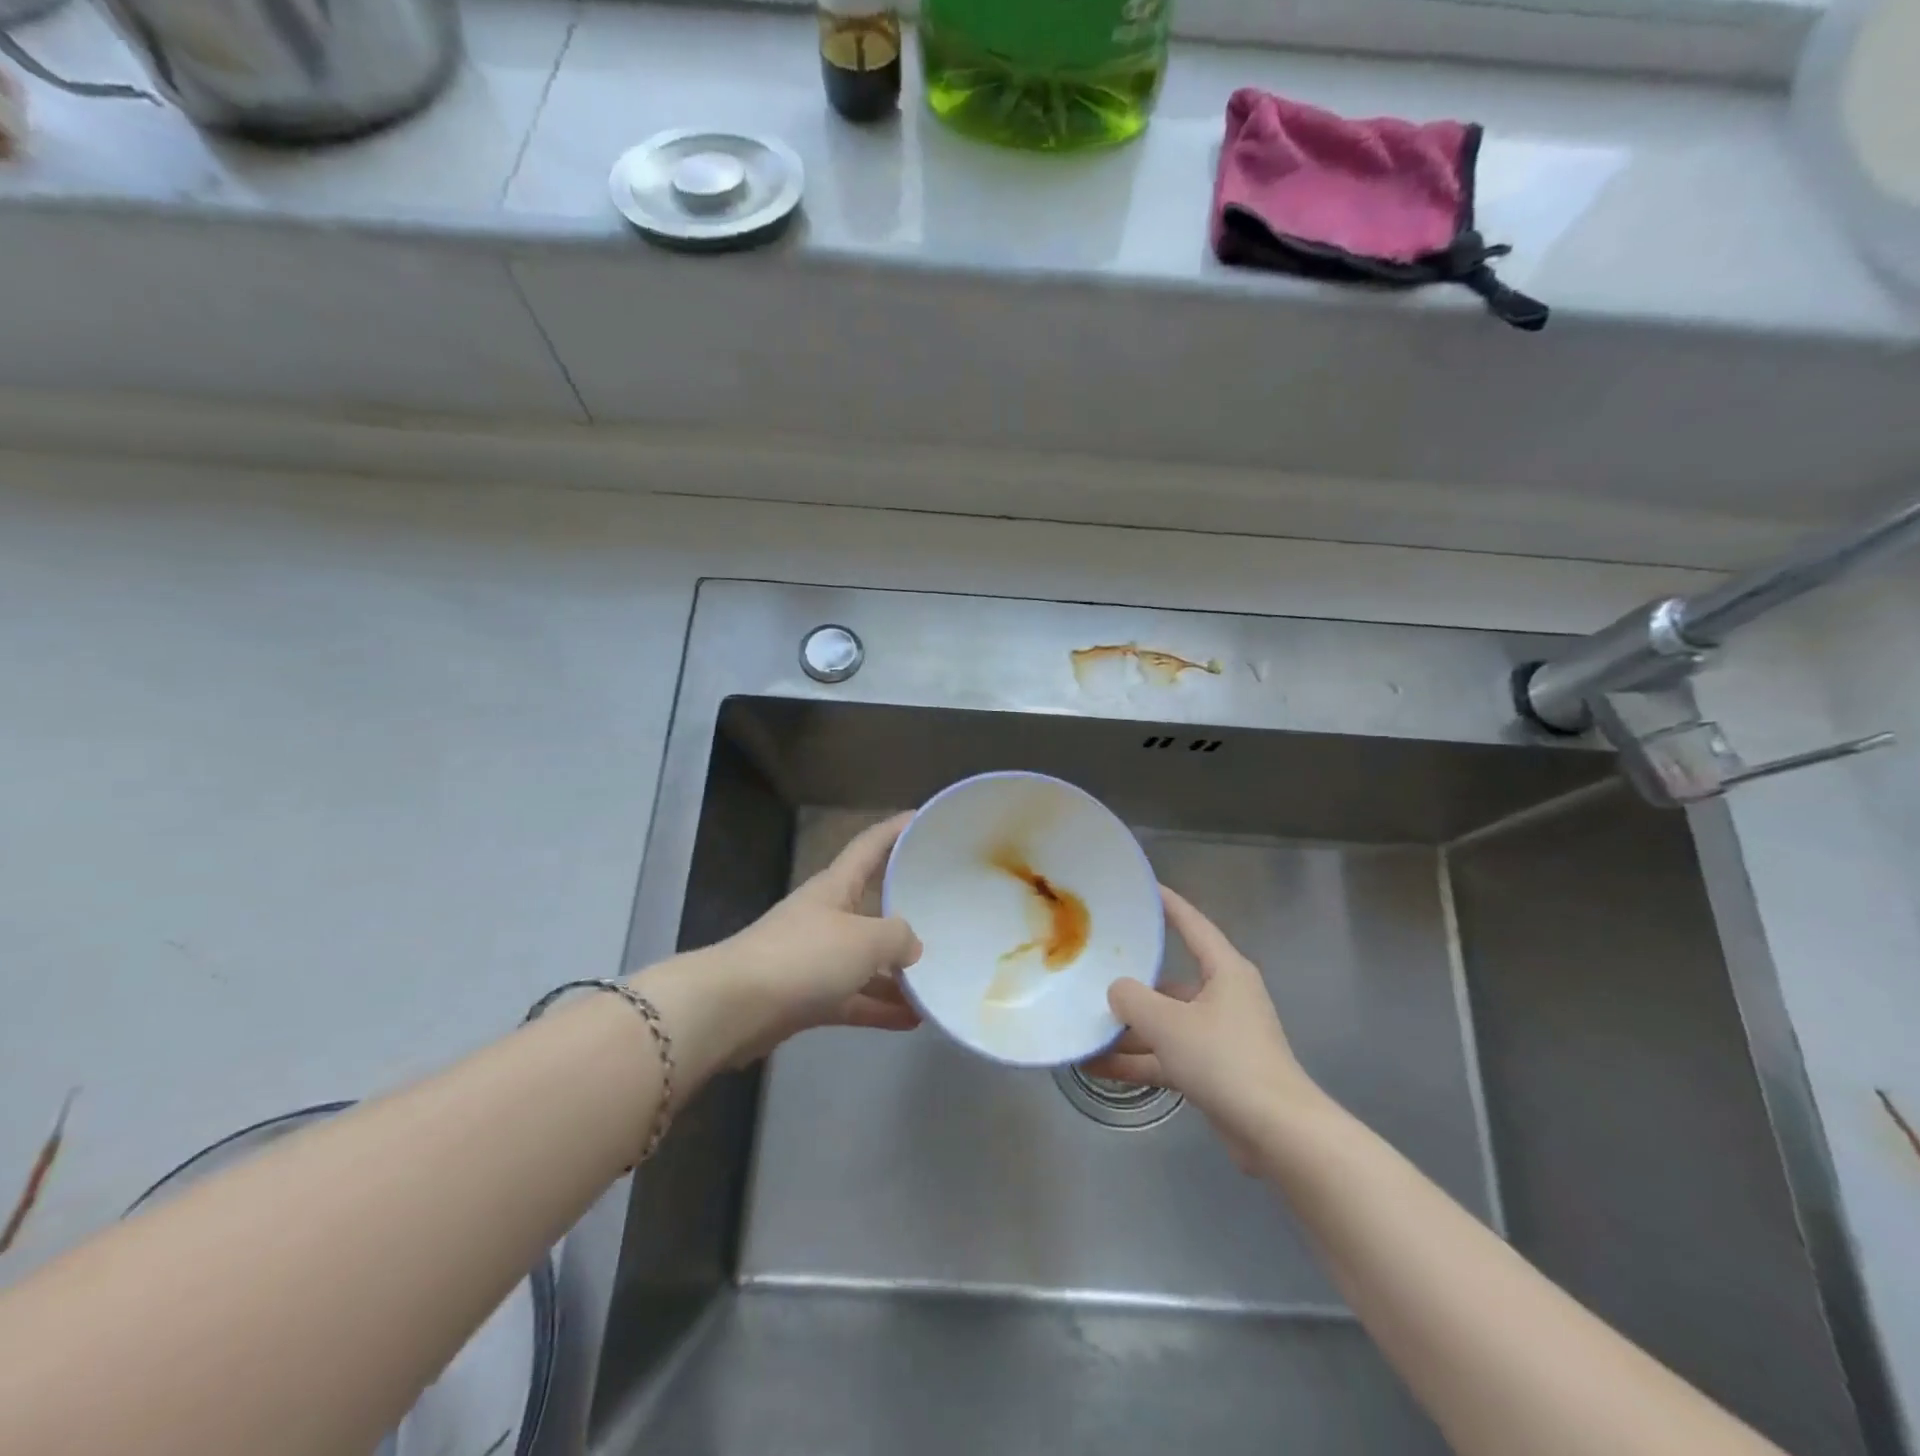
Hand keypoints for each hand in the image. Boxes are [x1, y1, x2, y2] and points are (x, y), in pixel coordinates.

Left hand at [715, 813, 923, 1066]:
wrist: (734, 1009)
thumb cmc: (803, 957)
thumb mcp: (864, 940)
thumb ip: (897, 937)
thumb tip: (911, 945)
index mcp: (836, 886)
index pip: (870, 846)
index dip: (896, 829)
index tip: (923, 818)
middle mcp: (826, 916)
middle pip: (872, 904)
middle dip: (906, 907)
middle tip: (946, 909)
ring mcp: (815, 957)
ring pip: (866, 958)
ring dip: (897, 970)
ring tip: (938, 977)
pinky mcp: (807, 996)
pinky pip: (854, 996)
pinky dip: (879, 1005)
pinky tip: (912, 1019)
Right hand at [1083, 885, 1318, 1167]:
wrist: (1277, 1133)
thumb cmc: (1225, 1060)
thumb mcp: (1168, 1023)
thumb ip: (1132, 999)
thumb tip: (1117, 991)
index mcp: (1224, 971)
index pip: (1192, 924)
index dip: (1167, 903)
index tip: (1141, 888)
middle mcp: (1223, 997)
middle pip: (1170, 979)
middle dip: (1131, 981)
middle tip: (1093, 967)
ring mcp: (1218, 1036)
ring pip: (1164, 1023)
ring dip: (1128, 1030)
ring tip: (1083, 1026)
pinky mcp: (1213, 1071)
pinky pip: (1167, 1055)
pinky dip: (1138, 1060)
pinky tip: (1097, 1066)